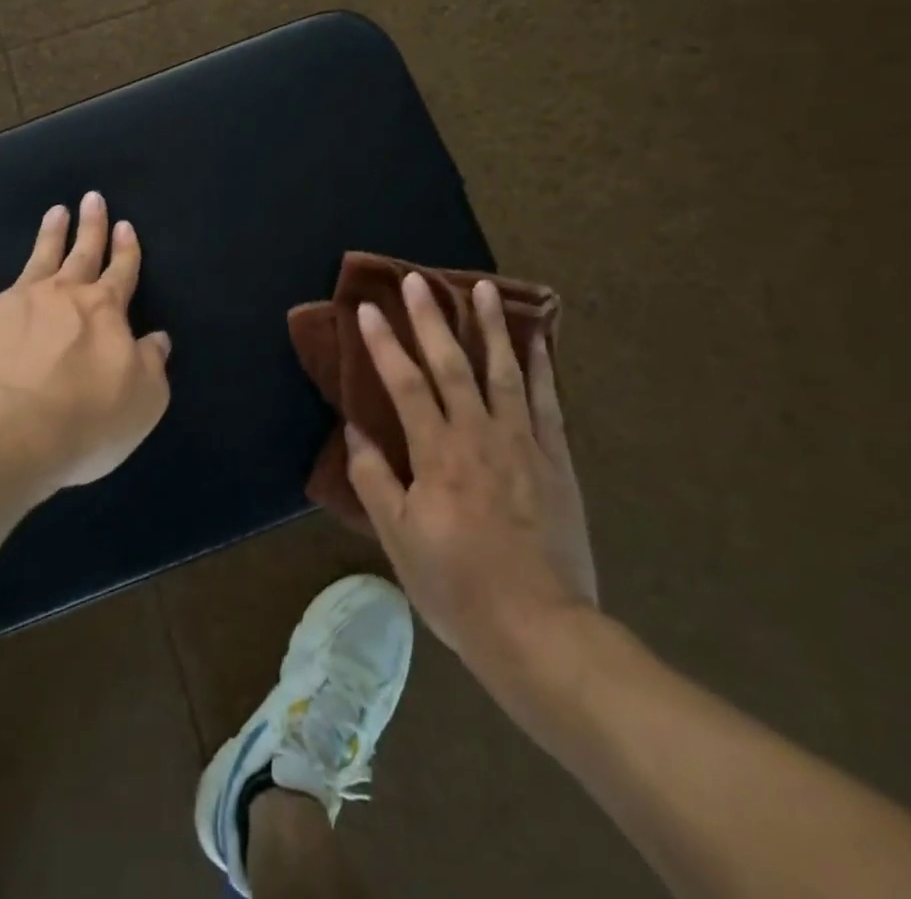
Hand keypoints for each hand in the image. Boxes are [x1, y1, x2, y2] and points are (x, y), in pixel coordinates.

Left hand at [0, 193, 171, 490]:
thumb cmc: (83, 419)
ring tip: (56, 213)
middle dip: (92, 226)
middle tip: (92, 197)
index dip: (126, 249)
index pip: (121, 271)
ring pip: (39, 259)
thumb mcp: (142, 401)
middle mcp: (62, 296)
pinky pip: (0, 298)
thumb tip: (157, 340)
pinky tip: (5, 296)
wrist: (1, 431)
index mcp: (105, 310)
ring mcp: (16, 303)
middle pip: (82, 252)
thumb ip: (151, 365)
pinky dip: (10, 291)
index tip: (125, 225)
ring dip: (51, 235)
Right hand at [345, 272, 597, 701]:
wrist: (540, 630)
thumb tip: (355, 432)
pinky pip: (546, 402)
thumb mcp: (398, 539)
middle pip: (452, 364)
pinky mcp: (555, 460)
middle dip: (432, 318)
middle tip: (418, 280)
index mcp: (437, 454)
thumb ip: (375, 480)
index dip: (384, 344)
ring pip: (504, 371)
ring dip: (491, 326)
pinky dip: (541, 366)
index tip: (369, 310)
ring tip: (483, 288)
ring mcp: (523, 443)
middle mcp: (479, 435)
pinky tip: (537, 340)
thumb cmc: (457, 586)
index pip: (404, 384)